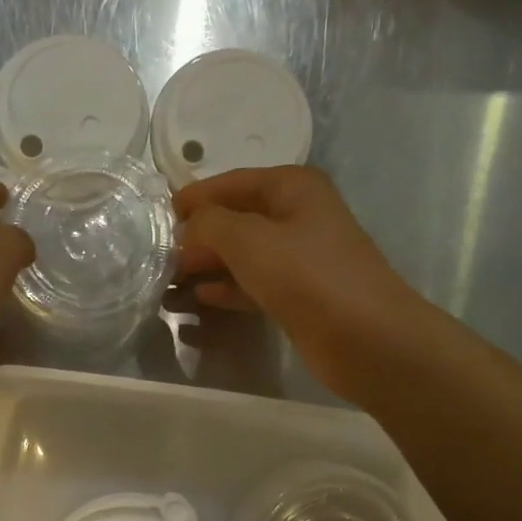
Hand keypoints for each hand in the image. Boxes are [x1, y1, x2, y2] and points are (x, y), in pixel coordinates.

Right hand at [175, 166, 422, 403]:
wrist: (365, 337)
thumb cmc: (306, 275)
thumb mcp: (248, 239)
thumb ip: (208, 225)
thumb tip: (187, 229)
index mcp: (291, 188)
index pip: (231, 183)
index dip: (193, 199)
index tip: (156, 218)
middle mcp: (297, 216)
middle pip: (235, 220)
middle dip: (197, 238)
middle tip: (157, 259)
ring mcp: (300, 257)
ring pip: (242, 255)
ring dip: (207, 267)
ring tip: (168, 284)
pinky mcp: (298, 295)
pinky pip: (253, 284)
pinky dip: (226, 290)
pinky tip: (200, 300)